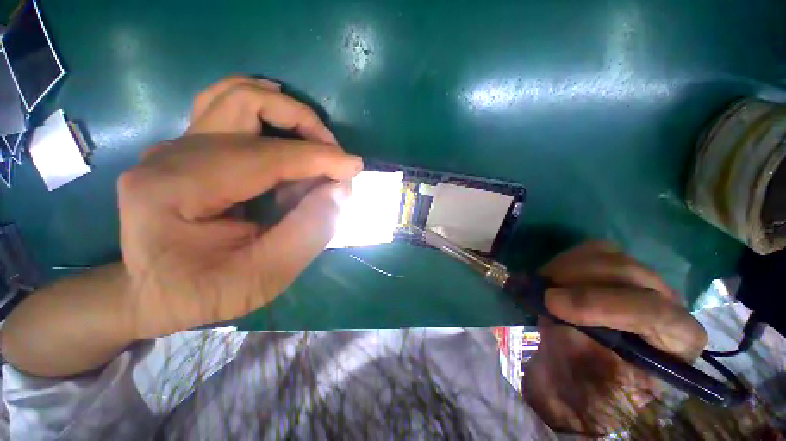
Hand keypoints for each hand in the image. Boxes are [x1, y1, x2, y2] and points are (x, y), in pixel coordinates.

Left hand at [117, 77, 362, 338]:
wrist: (156, 294)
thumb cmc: (205, 293)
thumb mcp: (265, 276)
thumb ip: (308, 231)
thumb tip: (340, 188)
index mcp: (176, 189)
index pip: (264, 157)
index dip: (317, 158)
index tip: (354, 167)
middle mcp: (170, 155)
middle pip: (245, 103)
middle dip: (303, 123)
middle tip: (333, 154)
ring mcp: (176, 147)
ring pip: (236, 96)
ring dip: (286, 113)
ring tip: (316, 142)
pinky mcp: (189, 150)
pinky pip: (230, 110)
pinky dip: (269, 115)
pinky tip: (286, 128)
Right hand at [522, 242, 707, 434]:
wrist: (580, 371)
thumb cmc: (586, 386)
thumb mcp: (582, 378)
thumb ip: (577, 347)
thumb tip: (554, 314)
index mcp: (675, 343)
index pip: (654, 312)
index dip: (601, 304)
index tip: (552, 304)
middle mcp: (666, 304)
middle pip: (630, 273)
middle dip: (578, 279)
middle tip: (541, 292)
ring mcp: (639, 282)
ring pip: (609, 255)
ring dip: (567, 267)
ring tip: (544, 284)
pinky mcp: (612, 270)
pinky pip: (591, 251)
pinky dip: (564, 260)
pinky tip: (551, 277)